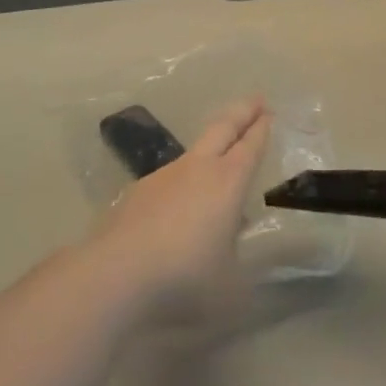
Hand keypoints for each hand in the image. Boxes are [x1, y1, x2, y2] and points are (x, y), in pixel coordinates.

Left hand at [90, 99, 270, 320]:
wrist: (116, 274)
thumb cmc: (185, 277)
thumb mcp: (231, 284)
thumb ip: (240, 261)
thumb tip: (238, 245)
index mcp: (228, 181)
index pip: (250, 146)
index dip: (261, 129)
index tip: (269, 113)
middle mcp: (198, 168)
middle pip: (223, 128)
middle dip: (242, 112)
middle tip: (257, 100)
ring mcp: (165, 176)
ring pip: (195, 150)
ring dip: (212, 143)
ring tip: (221, 154)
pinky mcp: (138, 192)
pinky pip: (171, 176)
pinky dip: (185, 177)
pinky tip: (181, 200)